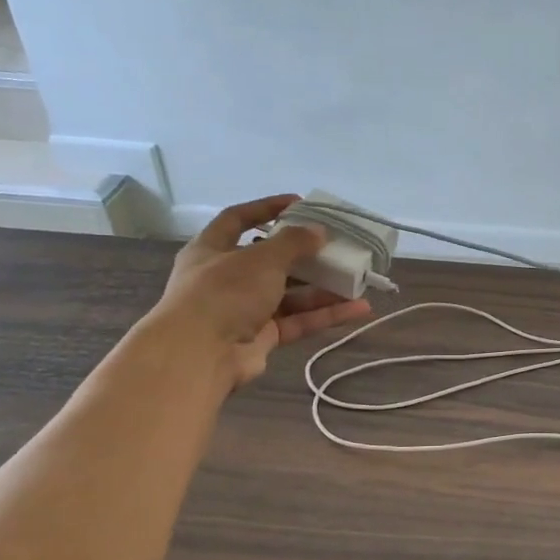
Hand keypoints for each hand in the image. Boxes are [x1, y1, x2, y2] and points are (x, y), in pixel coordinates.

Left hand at [150, 196, 371, 388]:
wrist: (200, 355)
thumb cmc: (224, 292)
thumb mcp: (262, 258)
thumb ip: (294, 242)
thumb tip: (319, 231)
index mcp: (212, 250)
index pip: (238, 219)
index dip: (266, 208)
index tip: (299, 203)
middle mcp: (226, 278)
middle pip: (270, 260)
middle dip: (304, 255)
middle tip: (335, 246)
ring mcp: (243, 310)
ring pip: (289, 294)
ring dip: (322, 288)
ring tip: (356, 279)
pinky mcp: (261, 338)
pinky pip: (298, 321)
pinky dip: (326, 315)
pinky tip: (358, 308)